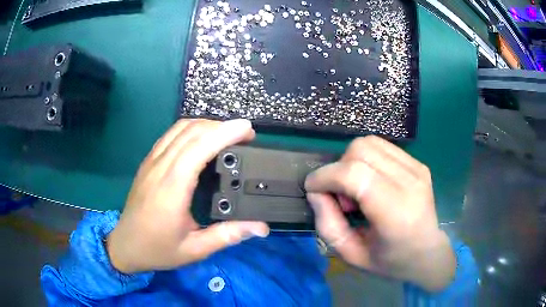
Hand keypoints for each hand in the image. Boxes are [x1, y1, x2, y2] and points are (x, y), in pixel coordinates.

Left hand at [107, 119, 269, 273]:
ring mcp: (152, 161)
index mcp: (172, 188)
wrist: (125, 245)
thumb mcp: (195, 249)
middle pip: (192, 131)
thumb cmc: (158, 249)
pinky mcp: (148, 162)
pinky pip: (170, 135)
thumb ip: (228, 235)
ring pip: (180, 128)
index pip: (199, 147)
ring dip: (206, 125)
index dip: (225, 133)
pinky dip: (191, 129)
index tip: (248, 130)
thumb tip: (262, 227)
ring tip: (227, 135)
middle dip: (221, 126)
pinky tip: (201, 140)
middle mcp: (160, 167)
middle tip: (244, 135)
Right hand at [305, 136, 455, 291]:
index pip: (355, 175)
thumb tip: (315, 192)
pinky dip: (366, 159)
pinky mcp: (418, 163)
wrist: (427, 253)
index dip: (326, 176)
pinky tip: (371, 181)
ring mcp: (417, 169)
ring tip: (357, 189)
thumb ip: (328, 226)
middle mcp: (410, 184)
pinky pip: (382, 147)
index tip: (312, 188)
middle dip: (339, 169)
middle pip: (361, 150)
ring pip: (370, 143)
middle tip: (342, 197)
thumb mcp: (352, 255)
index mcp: (396, 214)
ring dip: (351, 162)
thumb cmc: (390, 261)